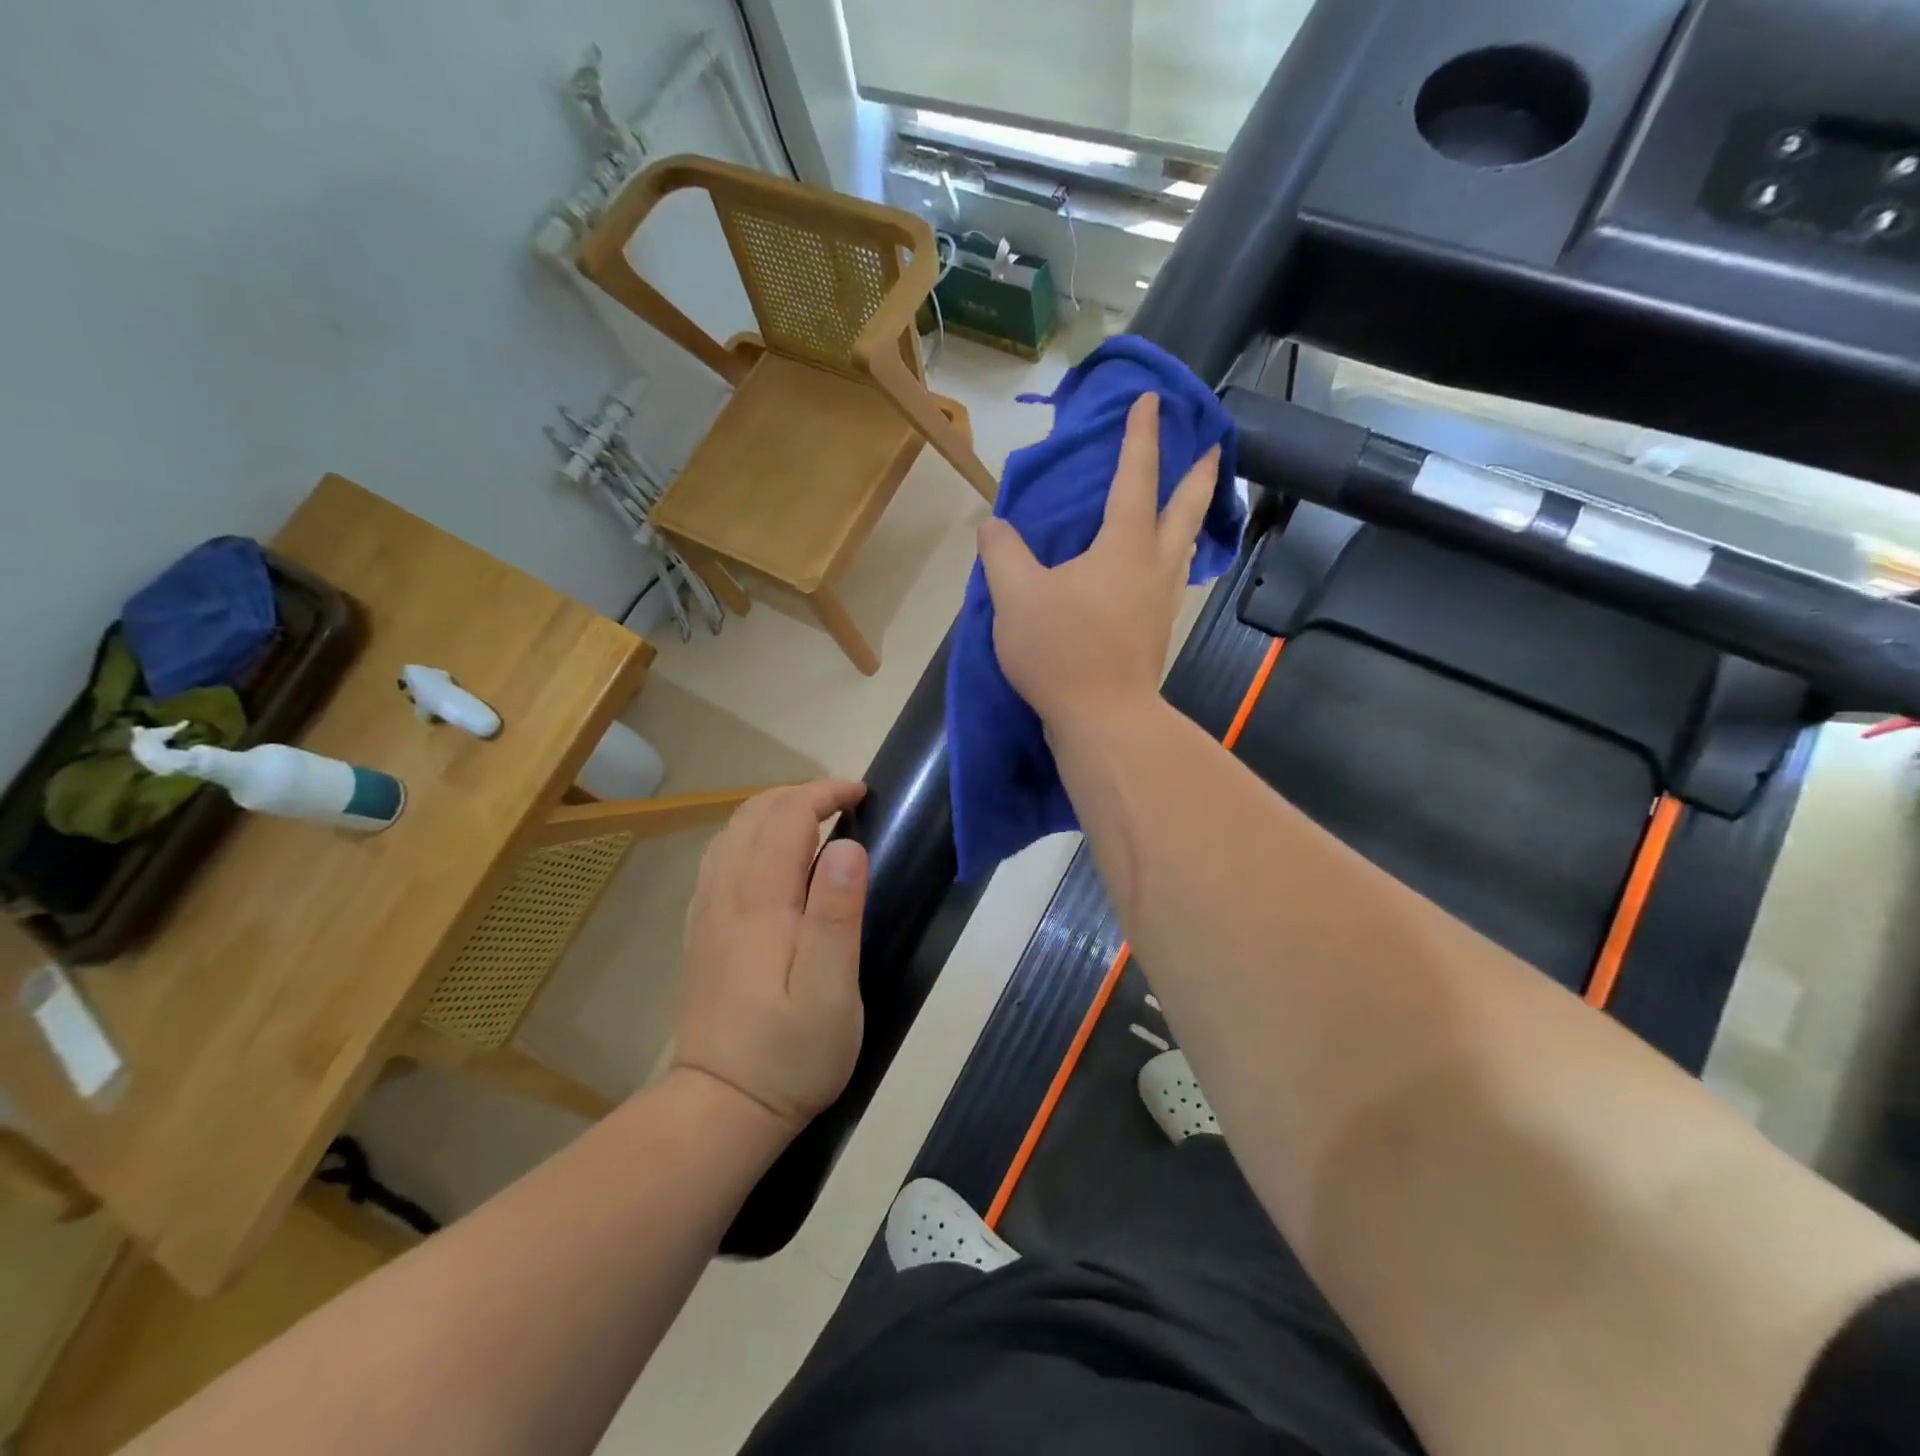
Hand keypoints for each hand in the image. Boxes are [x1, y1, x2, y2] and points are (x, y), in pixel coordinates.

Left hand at [671, 781, 867, 1134]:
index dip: (823, 792)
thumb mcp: (831, 991)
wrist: (719, 1108)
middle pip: (752, 814)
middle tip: (843, 803)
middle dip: (799, 794)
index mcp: (761, 901)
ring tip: (813, 821)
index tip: (860, 794)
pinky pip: (719, 860)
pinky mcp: (701, 933)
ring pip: (730, 833)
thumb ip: (837, 914)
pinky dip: (748, 837)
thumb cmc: (788, 1054)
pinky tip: (770, 859)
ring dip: (772, 811)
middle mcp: (725, 895)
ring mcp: (706, 913)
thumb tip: (847, 846)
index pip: (786, 816)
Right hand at [977, 393, 1220, 730]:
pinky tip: (1155, 568)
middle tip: (1212, 447)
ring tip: (1188, 504)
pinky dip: (1171, 557)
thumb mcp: (1015, 595)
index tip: (1152, 400)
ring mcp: (1161, 601)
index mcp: (1123, 544)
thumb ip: (1002, 553)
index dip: (1140, 435)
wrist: (1103, 718)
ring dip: (1190, 516)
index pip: (1135, 476)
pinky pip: (1170, 578)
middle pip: (1185, 508)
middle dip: (1198, 474)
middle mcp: (1153, 565)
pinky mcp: (1155, 632)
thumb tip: (994, 525)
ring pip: (1183, 546)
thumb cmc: (1062, 649)